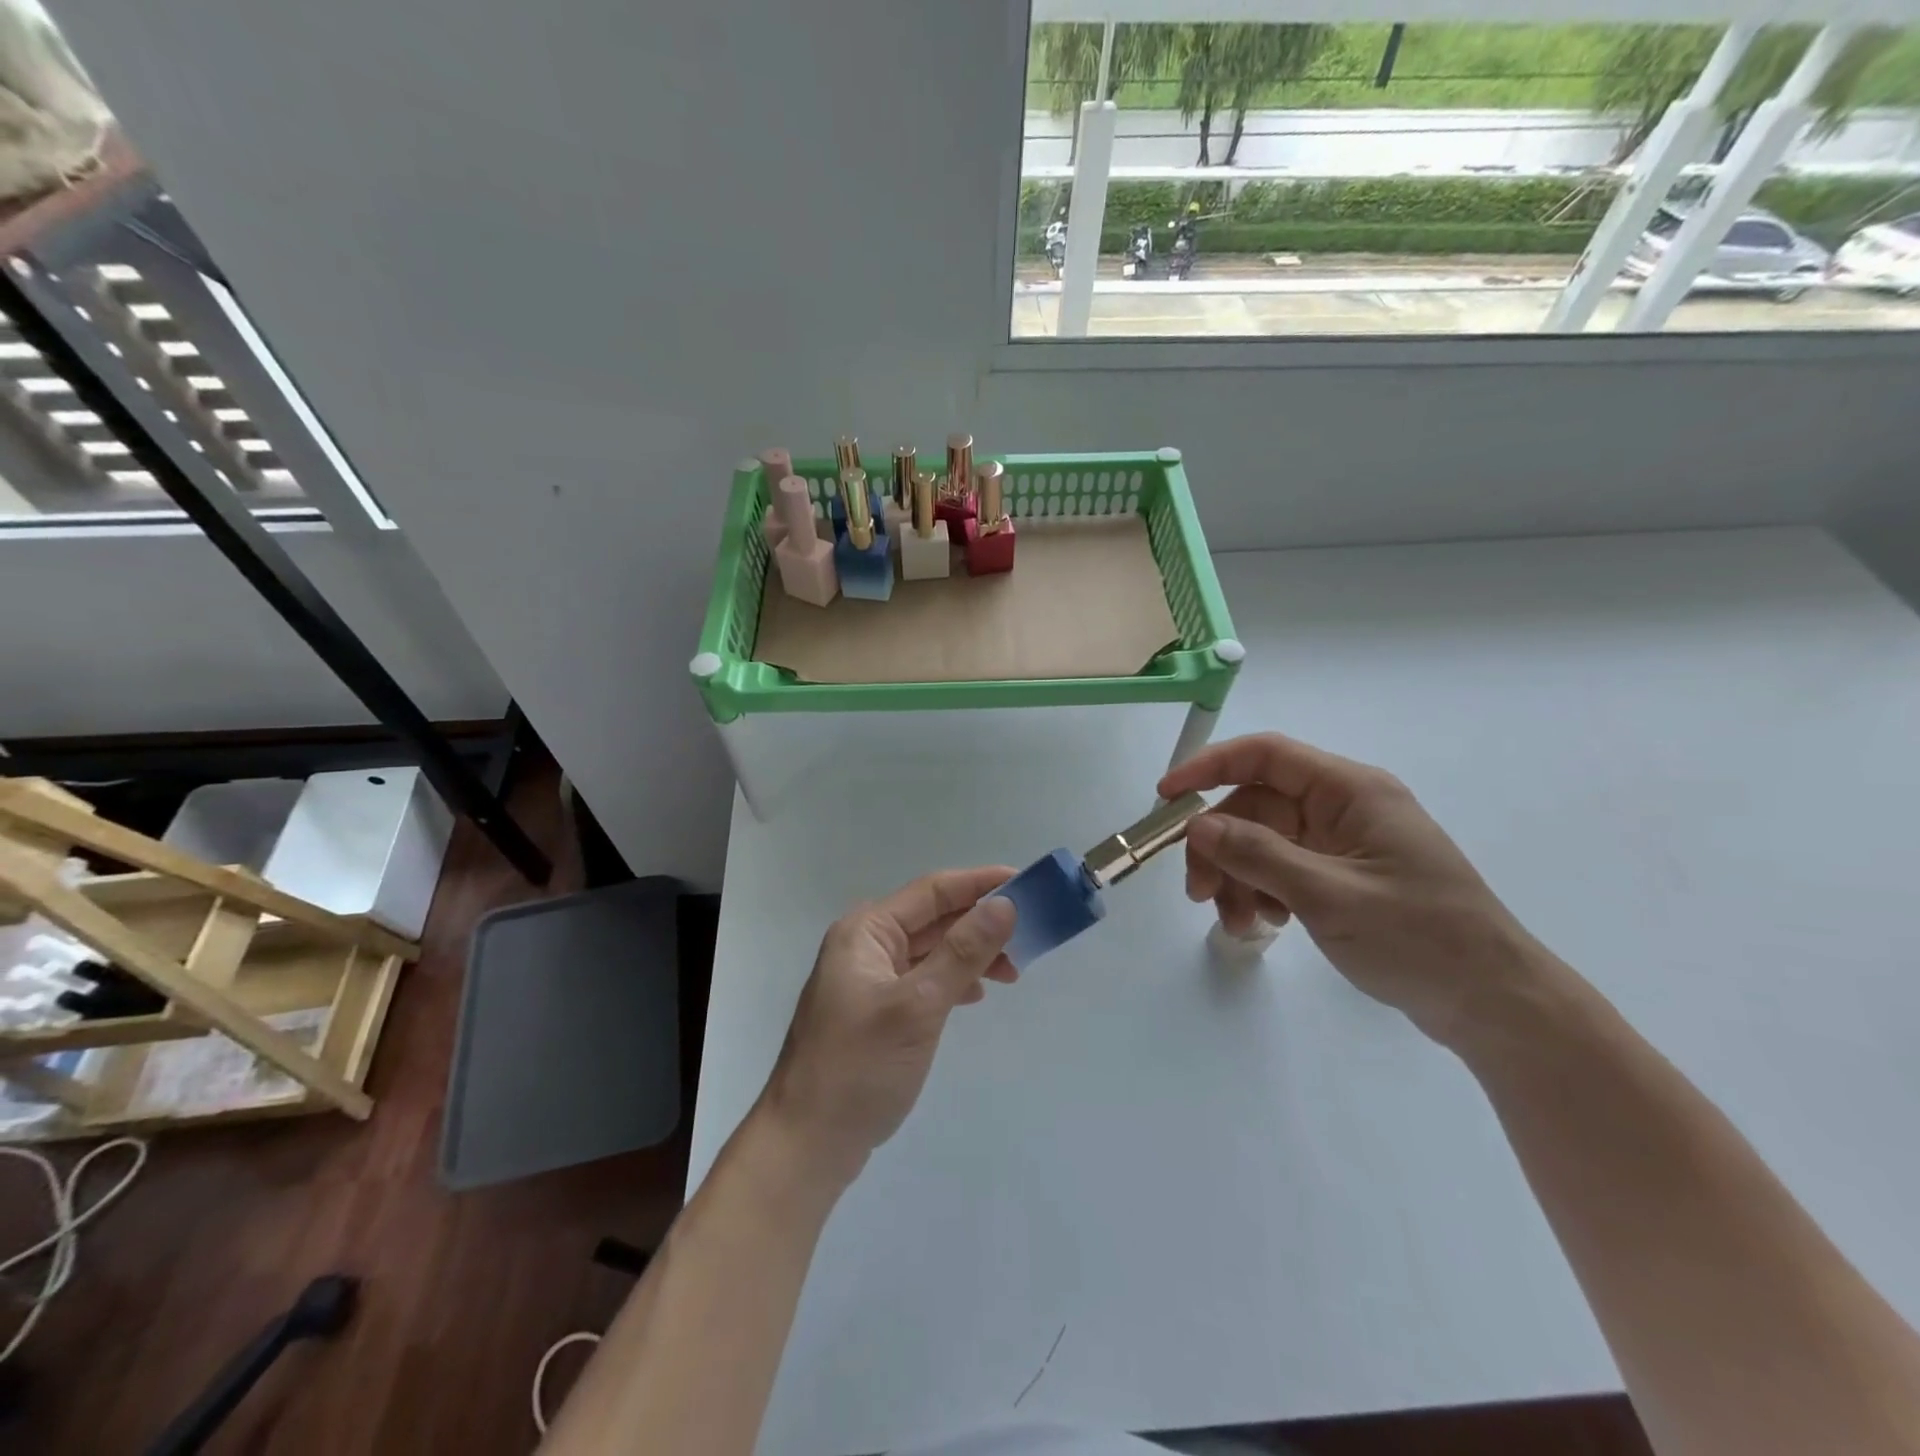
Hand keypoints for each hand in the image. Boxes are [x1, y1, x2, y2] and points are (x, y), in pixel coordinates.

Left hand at [758, 867, 1018, 1184]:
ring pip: (931, 950)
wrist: (806, 1144)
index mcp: (867, 931)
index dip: (981, 883)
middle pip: (934, 918)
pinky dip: (951, 980)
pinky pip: (922, 978)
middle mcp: (865, 944)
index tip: (1028, 884)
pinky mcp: (874, 1010)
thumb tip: (1005, 905)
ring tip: (1011, 972)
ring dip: (970, 954)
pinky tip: (974, 995)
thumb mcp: (918, 1005)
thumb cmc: (859, 1067)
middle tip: (1029, 936)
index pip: (934, 891)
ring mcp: (867, 979)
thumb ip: (963, 952)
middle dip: (981, 922)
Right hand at [1159, 733, 1545, 1045]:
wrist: (1492, 1004)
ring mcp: (1342, 844)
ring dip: (1238, 878)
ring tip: (1237, 924)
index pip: (1265, 755)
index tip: (1166, 798)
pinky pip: (1281, 870)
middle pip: (1256, 808)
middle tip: (1198, 892)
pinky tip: (1264, 926)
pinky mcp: (1341, 876)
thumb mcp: (1329, 895)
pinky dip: (1261, 893)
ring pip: (1263, 843)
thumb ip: (1258, 855)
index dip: (1209, 767)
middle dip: (1221, 847)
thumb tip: (1197, 824)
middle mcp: (1343, 808)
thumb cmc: (1419, 937)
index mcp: (1350, 791)